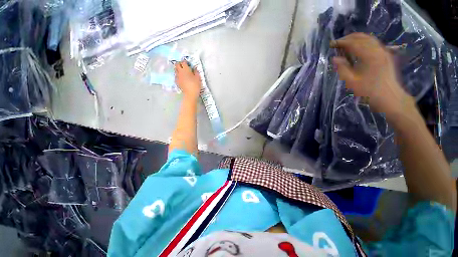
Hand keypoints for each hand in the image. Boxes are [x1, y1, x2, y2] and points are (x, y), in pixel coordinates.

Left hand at [174, 60, 201, 99]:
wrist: (190, 94)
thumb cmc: (195, 85)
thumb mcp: (198, 78)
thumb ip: (196, 72)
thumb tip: (194, 68)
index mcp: (185, 69)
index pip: (183, 62)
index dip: (185, 62)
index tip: (188, 64)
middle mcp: (180, 71)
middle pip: (177, 64)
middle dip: (180, 64)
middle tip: (184, 67)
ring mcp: (177, 76)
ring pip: (175, 70)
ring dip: (178, 69)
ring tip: (183, 72)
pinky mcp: (176, 81)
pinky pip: (176, 76)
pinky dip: (178, 75)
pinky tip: (182, 78)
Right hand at [331, 33, 414, 117]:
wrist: (389, 97)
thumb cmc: (369, 91)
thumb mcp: (352, 81)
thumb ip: (342, 68)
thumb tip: (335, 58)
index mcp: (369, 56)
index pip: (353, 43)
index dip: (341, 42)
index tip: (331, 44)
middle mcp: (378, 50)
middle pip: (362, 37)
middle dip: (348, 38)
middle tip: (337, 43)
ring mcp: (383, 51)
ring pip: (369, 39)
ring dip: (356, 39)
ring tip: (345, 44)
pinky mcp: (385, 55)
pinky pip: (373, 43)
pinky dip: (363, 42)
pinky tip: (357, 48)